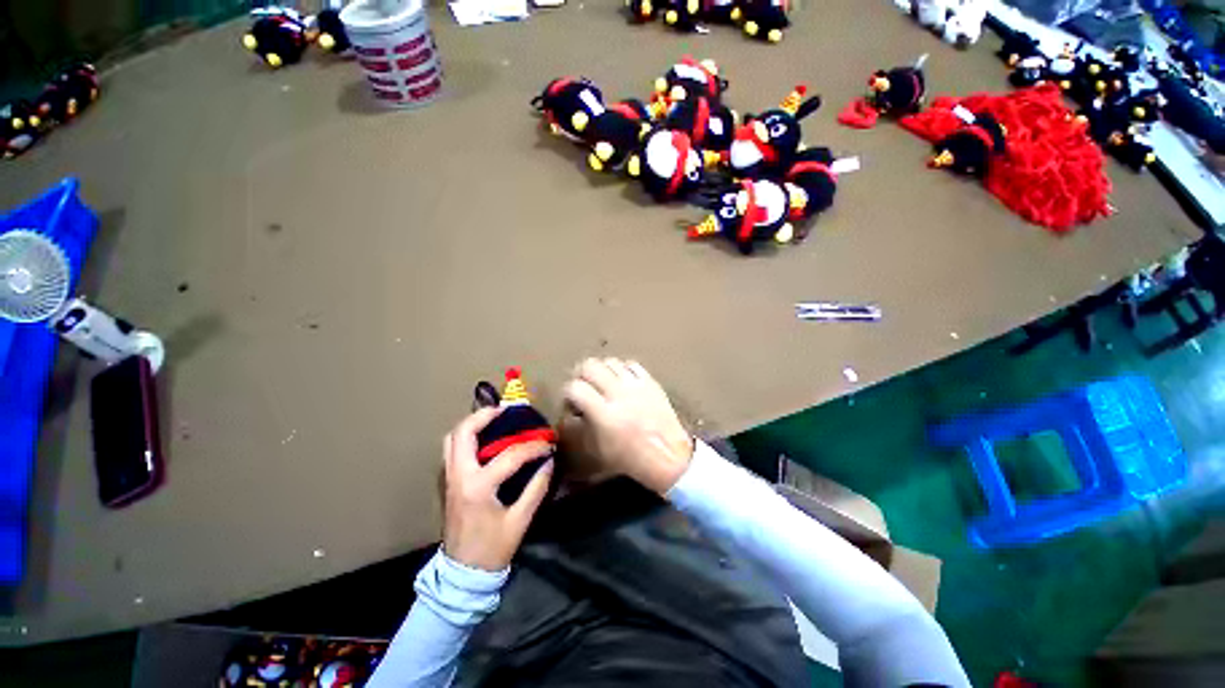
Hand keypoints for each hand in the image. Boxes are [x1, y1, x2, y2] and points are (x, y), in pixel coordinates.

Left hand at [442, 408, 553, 571]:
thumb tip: (549, 462)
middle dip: (483, 416)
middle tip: (505, 410)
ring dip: (472, 424)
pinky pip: (453, 450)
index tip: (549, 443)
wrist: (462, 573)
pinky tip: (485, 439)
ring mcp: (449, 479)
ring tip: (493, 418)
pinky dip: (467, 437)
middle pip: (462, 434)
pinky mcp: (448, 483)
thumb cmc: (492, 548)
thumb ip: (537, 488)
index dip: (533, 447)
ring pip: (452, 439)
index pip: (510, 455)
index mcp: (478, 487)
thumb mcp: (520, 520)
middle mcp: (459, 477)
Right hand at [559, 358, 693, 493]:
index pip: (575, 387)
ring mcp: (636, 384)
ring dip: (601, 371)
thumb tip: (568, 415)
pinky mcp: (650, 381)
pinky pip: (631, 364)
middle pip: (590, 366)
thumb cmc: (630, 458)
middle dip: (580, 375)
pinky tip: (621, 381)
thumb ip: (577, 429)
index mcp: (604, 413)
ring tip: (602, 384)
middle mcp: (618, 393)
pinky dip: (621, 370)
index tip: (571, 404)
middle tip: (583, 387)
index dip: (567, 394)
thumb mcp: (596, 450)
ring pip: (610, 361)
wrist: (668, 456)